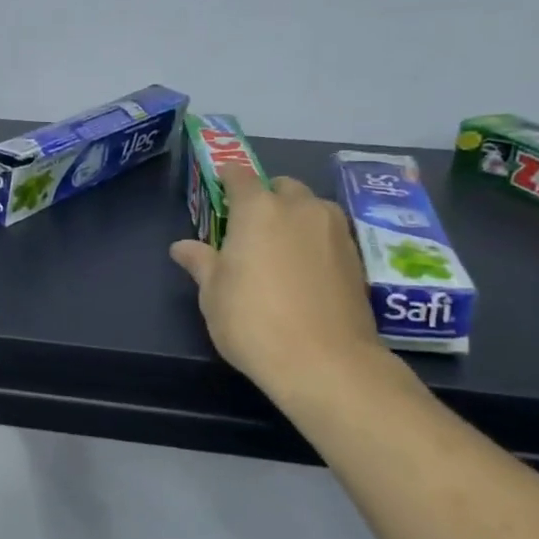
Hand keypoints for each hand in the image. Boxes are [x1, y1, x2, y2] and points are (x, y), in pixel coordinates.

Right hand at [169, 169, 391, 403]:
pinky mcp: (357, 257)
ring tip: (282, 248)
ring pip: (312, 207)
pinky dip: (316, 240)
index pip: (240, 176)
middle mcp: (299, 208)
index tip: (220, 189)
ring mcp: (334, 230)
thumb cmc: (253, 322)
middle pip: (282, 186)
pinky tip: (306, 271)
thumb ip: (201, 262)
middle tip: (251, 228)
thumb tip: (181, 247)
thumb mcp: (213, 294)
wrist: (325, 362)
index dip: (228, 179)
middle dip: (266, 197)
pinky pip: (330, 233)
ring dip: (296, 216)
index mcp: (257, 209)